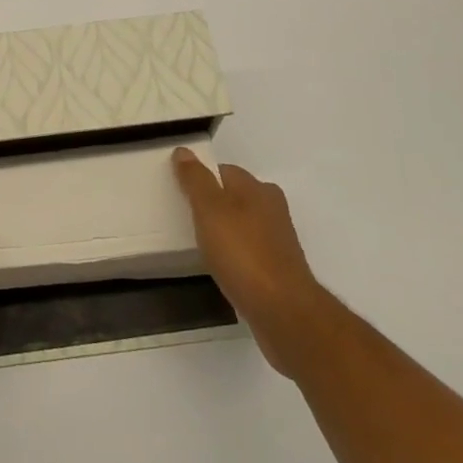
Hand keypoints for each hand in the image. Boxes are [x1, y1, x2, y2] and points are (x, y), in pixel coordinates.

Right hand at [173, 150, 319, 379]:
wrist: (284, 312)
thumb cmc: (242, 253)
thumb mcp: (210, 210)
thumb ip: (196, 180)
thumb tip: (184, 150)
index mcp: (257, 189)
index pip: (224, 170)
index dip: (201, 177)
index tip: (179, 191)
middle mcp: (272, 209)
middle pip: (236, 196)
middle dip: (213, 203)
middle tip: (186, 217)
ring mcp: (278, 241)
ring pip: (243, 225)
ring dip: (225, 230)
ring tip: (200, 243)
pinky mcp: (279, 270)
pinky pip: (249, 252)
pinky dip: (235, 255)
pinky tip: (221, 267)